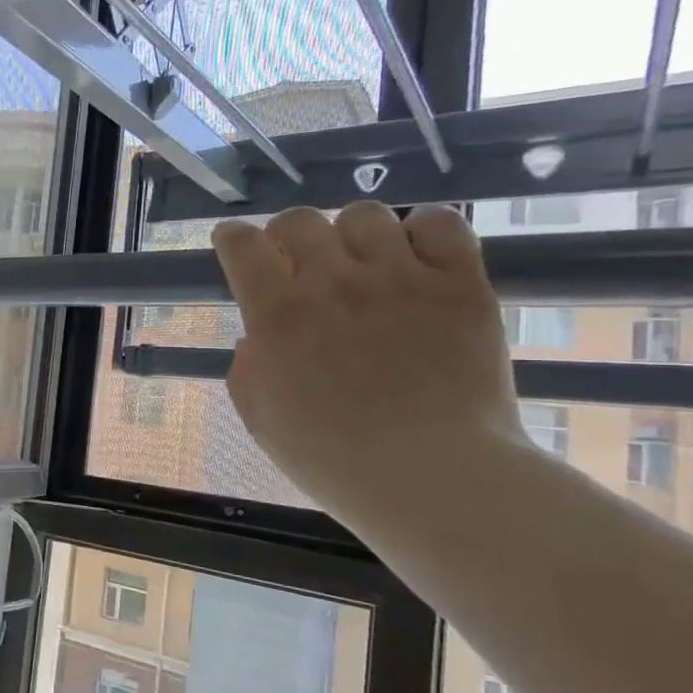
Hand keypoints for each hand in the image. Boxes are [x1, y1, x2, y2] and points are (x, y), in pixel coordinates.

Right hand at [212, 203, 523, 521]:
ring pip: (365, 215)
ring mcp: (400, 278)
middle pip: (299, 220)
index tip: (233, 243)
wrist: (432, 477)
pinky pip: (440, 223)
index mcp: (278, 315)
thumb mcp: (260, 417)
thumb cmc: (332, 458)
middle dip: (287, 235)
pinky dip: (422, 231)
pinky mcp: (459, 284)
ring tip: (362, 264)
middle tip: (297, 261)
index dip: (232, 238)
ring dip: (351, 235)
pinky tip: (415, 259)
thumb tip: (259, 336)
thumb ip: (248, 366)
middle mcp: (333, 283)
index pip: (243, 246)